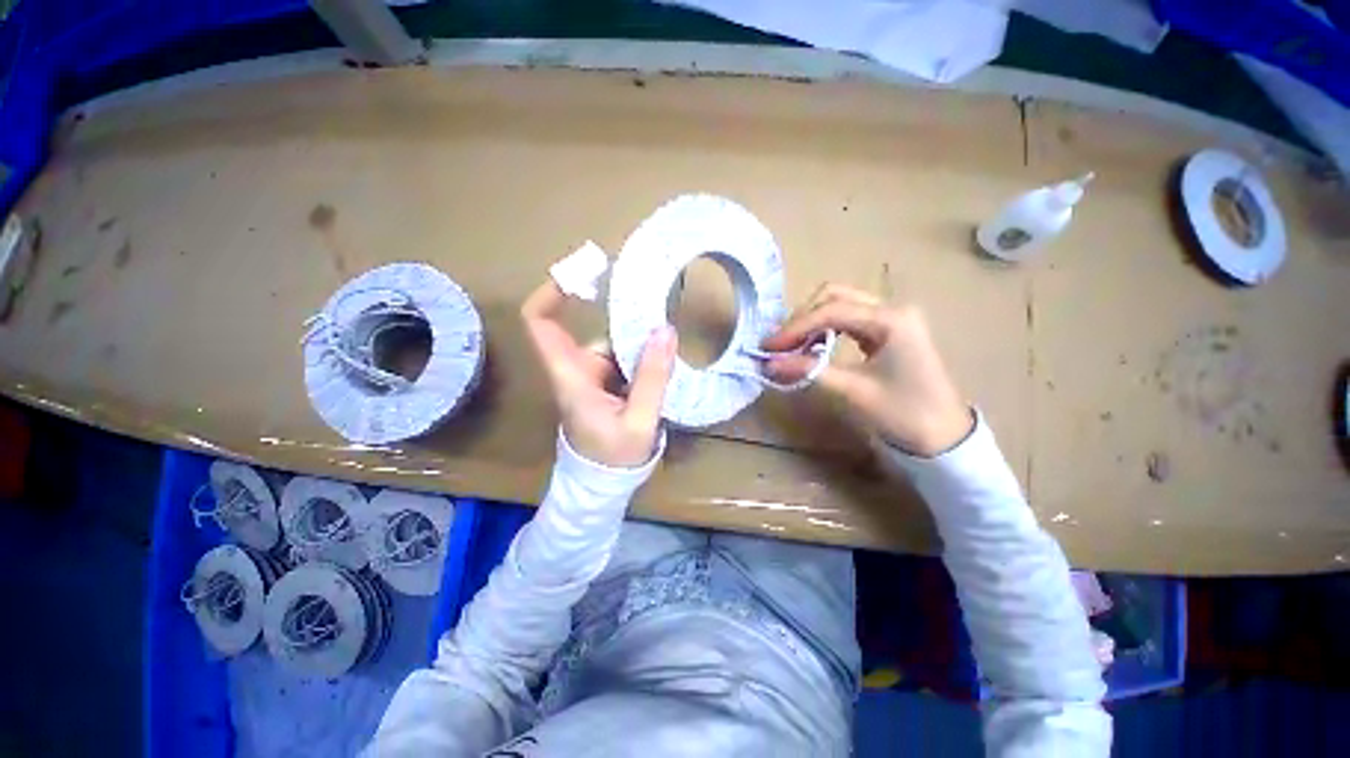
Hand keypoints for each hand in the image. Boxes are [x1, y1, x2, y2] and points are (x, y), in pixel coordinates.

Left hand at [521, 280, 677, 467]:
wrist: (603, 484)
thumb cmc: (613, 459)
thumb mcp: (639, 421)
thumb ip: (652, 378)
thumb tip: (666, 330)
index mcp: (571, 377)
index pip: (540, 324)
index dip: (552, 292)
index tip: (582, 273)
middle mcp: (576, 370)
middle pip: (590, 330)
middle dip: (622, 319)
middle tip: (658, 306)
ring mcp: (591, 376)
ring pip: (613, 344)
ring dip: (639, 341)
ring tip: (669, 342)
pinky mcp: (605, 384)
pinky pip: (623, 359)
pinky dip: (641, 356)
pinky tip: (664, 361)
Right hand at [762, 283, 973, 456]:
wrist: (944, 437)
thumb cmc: (903, 414)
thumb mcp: (852, 391)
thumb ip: (809, 371)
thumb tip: (768, 364)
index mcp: (890, 320)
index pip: (831, 311)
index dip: (795, 328)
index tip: (769, 347)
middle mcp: (892, 309)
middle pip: (835, 297)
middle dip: (802, 319)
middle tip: (779, 344)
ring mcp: (892, 318)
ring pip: (841, 305)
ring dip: (812, 322)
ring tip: (791, 346)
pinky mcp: (888, 330)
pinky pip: (849, 319)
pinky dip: (825, 328)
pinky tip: (812, 346)